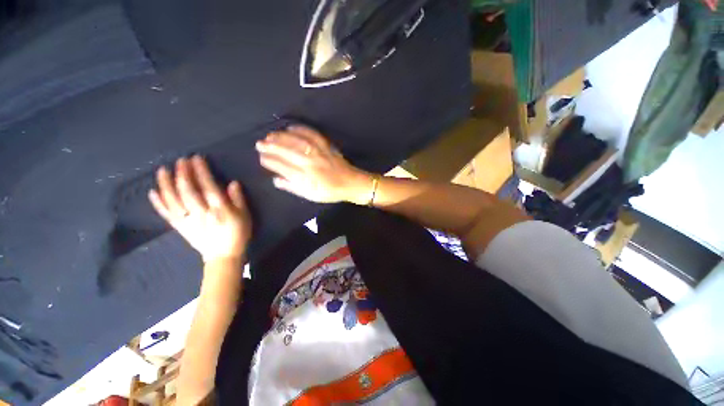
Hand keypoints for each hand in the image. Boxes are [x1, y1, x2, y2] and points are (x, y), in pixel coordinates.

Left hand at [148, 155, 251, 262]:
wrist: (223, 255)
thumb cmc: (238, 233)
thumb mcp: (245, 215)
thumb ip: (238, 199)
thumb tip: (232, 183)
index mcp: (218, 209)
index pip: (207, 186)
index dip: (201, 171)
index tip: (196, 158)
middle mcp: (200, 212)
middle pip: (187, 190)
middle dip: (183, 174)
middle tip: (180, 160)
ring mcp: (187, 220)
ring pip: (173, 200)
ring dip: (166, 184)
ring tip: (162, 170)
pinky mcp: (179, 227)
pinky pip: (166, 213)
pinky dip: (158, 203)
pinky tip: (153, 192)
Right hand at [256, 125, 372, 202]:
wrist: (350, 183)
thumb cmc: (330, 192)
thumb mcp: (310, 195)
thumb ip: (292, 187)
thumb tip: (275, 179)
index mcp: (305, 177)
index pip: (282, 166)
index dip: (269, 161)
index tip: (261, 157)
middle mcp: (310, 163)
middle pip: (286, 152)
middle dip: (270, 147)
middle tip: (259, 143)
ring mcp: (319, 153)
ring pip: (296, 141)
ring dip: (281, 137)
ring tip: (270, 135)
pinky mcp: (326, 146)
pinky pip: (312, 134)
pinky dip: (301, 129)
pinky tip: (291, 127)